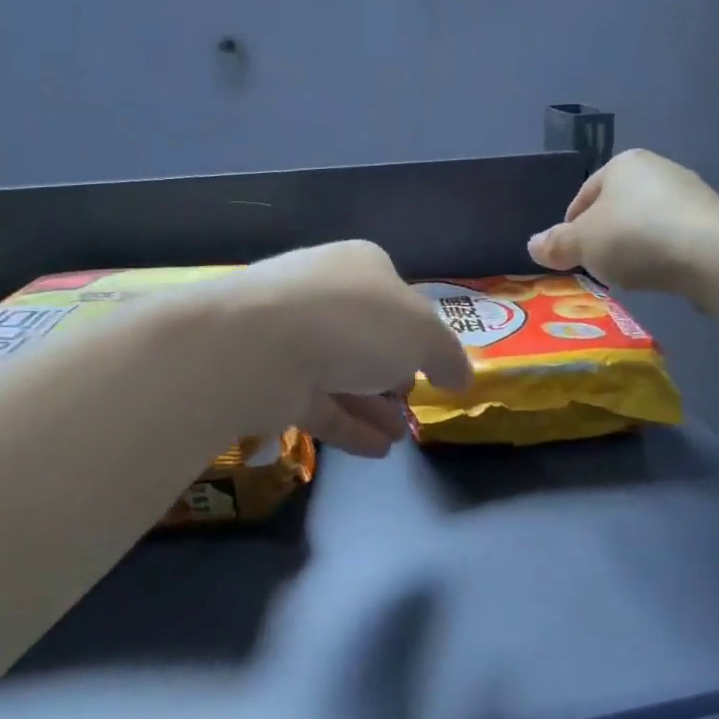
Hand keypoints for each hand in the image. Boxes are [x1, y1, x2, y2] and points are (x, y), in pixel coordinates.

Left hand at [221, 241, 472, 456]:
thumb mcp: (422, 333)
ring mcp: (291, 336)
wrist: (258, 346)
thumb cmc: (354, 323)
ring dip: (373, 404)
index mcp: (360, 266)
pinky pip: (317, 402)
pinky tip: (377, 451)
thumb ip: (447, 354)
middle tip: (412, 400)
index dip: (418, 331)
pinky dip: (348, 425)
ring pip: (340, 371)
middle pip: (366, 334)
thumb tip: (460, 376)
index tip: (433, 365)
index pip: (397, 295)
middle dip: (392, 370)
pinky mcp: (269, 377)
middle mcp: (323, 294)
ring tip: (401, 436)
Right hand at [528, 149, 718, 297]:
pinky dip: (661, 252)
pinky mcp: (714, 219)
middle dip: (604, 235)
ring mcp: (690, 192)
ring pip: (646, 220)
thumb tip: (532, 245)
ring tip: (628, 273)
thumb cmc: (636, 238)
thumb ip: (556, 244)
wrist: (713, 255)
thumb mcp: (583, 244)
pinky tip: (659, 273)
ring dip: (634, 244)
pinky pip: (674, 236)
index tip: (569, 255)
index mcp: (622, 164)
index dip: (571, 226)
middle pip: (617, 206)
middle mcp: (657, 168)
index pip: (584, 195)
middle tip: (596, 265)